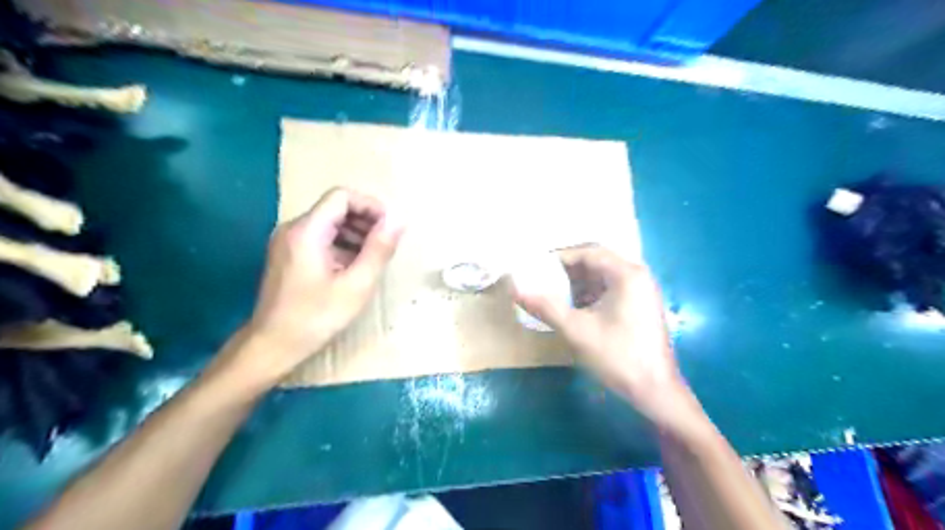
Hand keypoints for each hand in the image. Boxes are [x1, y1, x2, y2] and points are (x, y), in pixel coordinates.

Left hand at [222, 186, 406, 388]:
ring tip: (373, 259)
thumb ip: (379, 249)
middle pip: (335, 208)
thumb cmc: (316, 317)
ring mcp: (287, 242)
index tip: (390, 228)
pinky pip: (320, 238)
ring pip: (329, 223)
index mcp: (307, 231)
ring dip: (355, 234)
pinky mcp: (288, 255)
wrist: (272, 346)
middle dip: (365, 221)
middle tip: (385, 246)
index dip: (371, 206)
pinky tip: (353, 268)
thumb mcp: (357, 284)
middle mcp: (293, 229)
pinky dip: (342, 246)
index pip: (342, 196)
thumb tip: (399, 218)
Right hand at [513, 246, 696, 431]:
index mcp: (626, 274)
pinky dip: (590, 295)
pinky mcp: (640, 306)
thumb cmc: (618, 356)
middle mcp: (637, 276)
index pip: (588, 253)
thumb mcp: (577, 330)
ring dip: (578, 284)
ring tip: (553, 295)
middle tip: (542, 280)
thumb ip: (545, 307)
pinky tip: (574, 309)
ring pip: (602, 277)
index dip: (560, 258)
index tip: (536, 267)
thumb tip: (515, 289)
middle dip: (568, 271)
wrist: (655, 391)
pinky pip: (610, 290)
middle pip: (596, 262)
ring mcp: (641, 291)